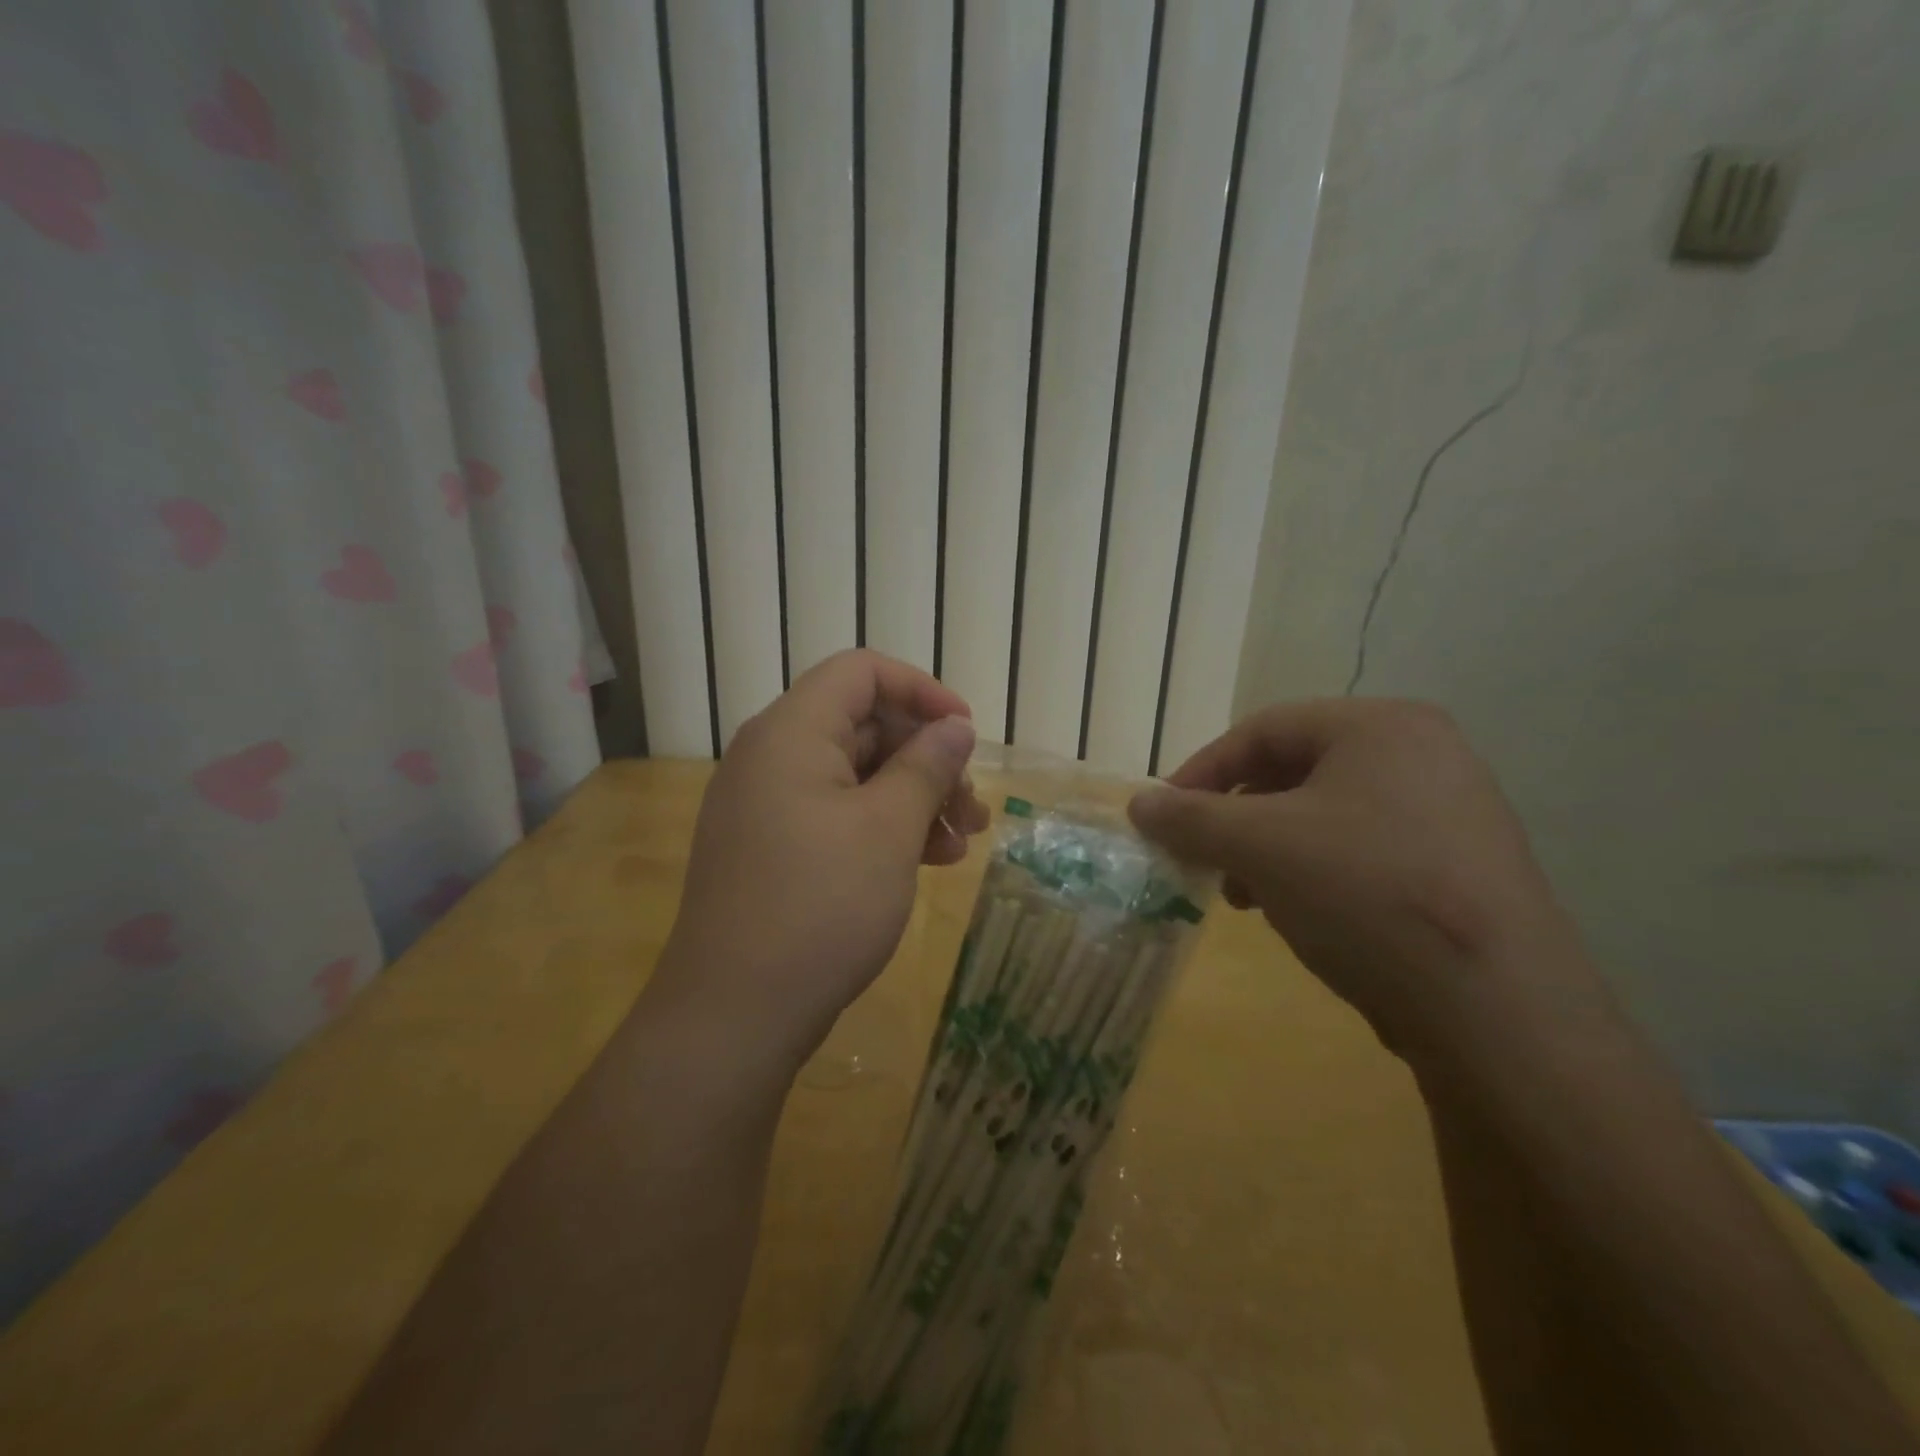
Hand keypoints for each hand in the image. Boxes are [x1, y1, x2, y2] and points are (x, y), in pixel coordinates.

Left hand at [648, 650, 990, 1072]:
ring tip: (961, 844)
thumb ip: (926, 765)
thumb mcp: (888, 828)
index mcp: (791, 732)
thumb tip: (955, 726)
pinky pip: (835, 814)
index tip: (966, 732)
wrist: (735, 1014)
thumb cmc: (820, 906)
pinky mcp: (771, 847)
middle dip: (927, 759)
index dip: (921, 691)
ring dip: (913, 799)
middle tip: (972, 808)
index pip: (861, 672)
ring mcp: (767, 805)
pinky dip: (882, 828)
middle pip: (862, 725)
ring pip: (855, 775)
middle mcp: (771, 756)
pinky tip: (927, 863)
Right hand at [1128, 699, 1596, 1054]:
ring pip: (1326, 815)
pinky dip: (1315, 872)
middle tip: (1206, 860)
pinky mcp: (1461, 867)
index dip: (1201, 771)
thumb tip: (1139, 805)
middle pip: (1294, 772)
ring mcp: (1451, 812)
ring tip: (1247, 896)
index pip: (1263, 730)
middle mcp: (1424, 754)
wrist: (1498, 1009)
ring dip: (1269, 849)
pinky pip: (1363, 850)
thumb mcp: (1259, 846)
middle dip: (1236, 818)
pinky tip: (1300, 914)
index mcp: (1381, 726)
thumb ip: (1190, 818)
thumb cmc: (1365, 893)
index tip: (1163, 816)